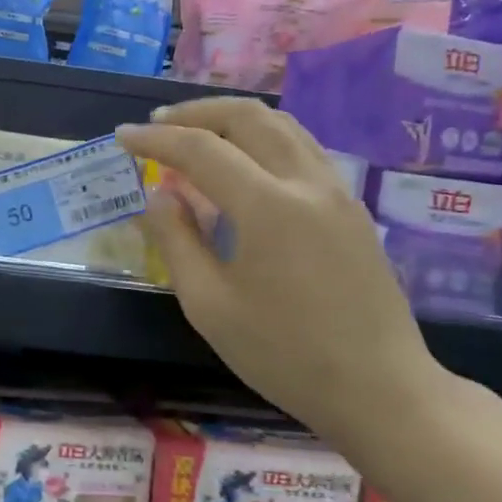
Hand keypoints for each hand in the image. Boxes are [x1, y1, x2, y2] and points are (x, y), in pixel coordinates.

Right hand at [116, 98, 443, 438]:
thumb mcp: (209, 305)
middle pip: (248, 117)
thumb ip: (177, 241)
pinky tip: (243, 163)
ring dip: (232, 119)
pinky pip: (302, 149)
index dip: (155, 139)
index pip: (201, 150)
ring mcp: (337, 191)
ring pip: (282, 125)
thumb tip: (160, 195)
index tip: (122, 137)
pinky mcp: (351, 207)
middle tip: (156, 125)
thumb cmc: (284, 355)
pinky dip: (263, 139)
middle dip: (195, 113)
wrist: (379, 389)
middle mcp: (306, 183)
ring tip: (195, 133)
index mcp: (268, 207)